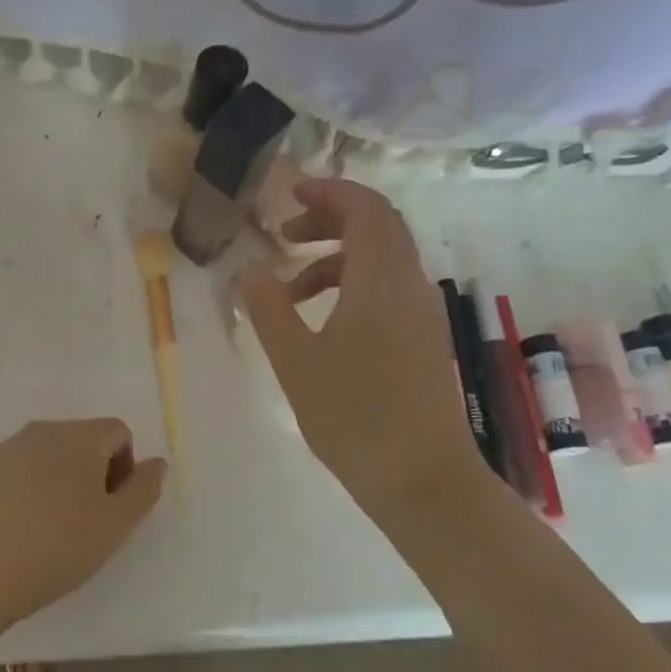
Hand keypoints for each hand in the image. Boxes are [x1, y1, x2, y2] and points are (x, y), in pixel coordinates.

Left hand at [0, 419, 167, 630]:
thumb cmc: (59, 546)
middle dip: (92, 472)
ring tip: (50, 528)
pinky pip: (15, 472)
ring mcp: (5, 449)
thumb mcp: (117, 524)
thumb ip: (144, 488)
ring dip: (58, 480)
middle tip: (86, 521)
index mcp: (79, 437)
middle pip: (81, 440)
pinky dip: (25, 490)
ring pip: (45, 455)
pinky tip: (18, 529)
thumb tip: (156, 463)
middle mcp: (42, 431)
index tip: (113, 507)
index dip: (125, 466)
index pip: (117, 432)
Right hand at [237, 179, 493, 513]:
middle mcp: (410, 286)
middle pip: (378, 227)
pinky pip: (388, 289)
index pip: (366, 208)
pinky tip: (321, 321)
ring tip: (288, 288)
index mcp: (381, 281)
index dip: (329, 191)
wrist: (423, 480)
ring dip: (335, 257)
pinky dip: (352, 285)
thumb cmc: (354, 417)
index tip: (289, 195)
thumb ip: (268, 309)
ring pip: (382, 260)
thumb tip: (247, 270)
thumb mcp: (295, 362)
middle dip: (329, 219)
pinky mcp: (423, 339)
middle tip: (284, 234)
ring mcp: (422, 314)